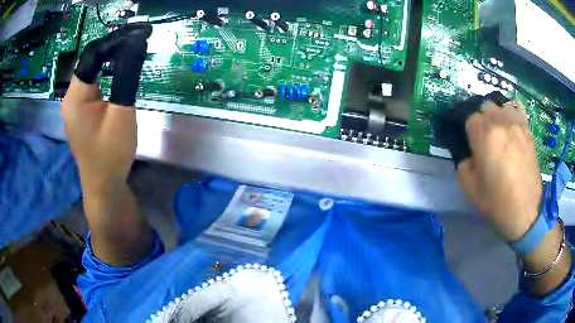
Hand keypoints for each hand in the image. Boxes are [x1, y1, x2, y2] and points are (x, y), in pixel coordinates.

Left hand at [63, 22, 151, 193]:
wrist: (103, 185)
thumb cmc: (111, 154)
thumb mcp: (121, 114)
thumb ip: (126, 77)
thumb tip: (136, 44)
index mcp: (75, 97)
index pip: (92, 55)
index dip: (115, 41)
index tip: (139, 34)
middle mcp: (70, 97)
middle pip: (90, 61)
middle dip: (113, 49)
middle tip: (137, 42)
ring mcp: (73, 105)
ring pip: (91, 71)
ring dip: (109, 60)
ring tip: (131, 52)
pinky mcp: (79, 111)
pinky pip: (92, 83)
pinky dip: (105, 73)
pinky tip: (117, 72)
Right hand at [457, 100, 542, 241]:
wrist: (524, 212)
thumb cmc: (496, 202)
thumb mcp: (470, 188)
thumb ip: (463, 165)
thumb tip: (469, 155)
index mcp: (484, 135)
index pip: (469, 119)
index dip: (469, 133)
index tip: (471, 146)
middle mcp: (500, 122)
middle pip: (485, 107)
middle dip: (482, 121)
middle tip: (485, 140)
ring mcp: (516, 123)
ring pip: (501, 105)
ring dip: (497, 115)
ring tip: (499, 131)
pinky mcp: (527, 130)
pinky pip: (518, 108)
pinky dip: (512, 111)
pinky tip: (512, 123)